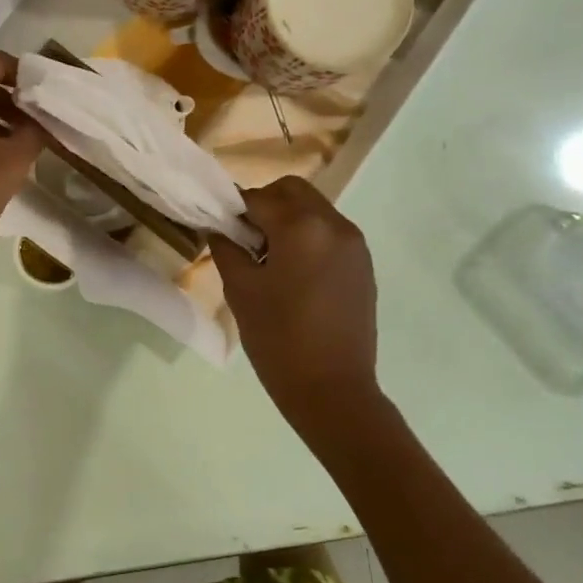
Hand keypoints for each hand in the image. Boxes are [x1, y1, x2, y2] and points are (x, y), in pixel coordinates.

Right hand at [211, 176, 381, 424]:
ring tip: (269, 258)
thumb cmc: (279, 340)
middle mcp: (334, 224)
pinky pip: (330, 232)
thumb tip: (219, 226)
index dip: (233, 208)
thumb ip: (226, 247)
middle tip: (244, 238)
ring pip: (314, 208)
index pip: (258, 197)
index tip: (218, 224)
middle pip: (292, 190)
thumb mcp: (241, 291)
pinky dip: (308, 236)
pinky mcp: (364, 264)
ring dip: (288, 219)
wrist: (333, 391)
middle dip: (265, 203)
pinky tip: (294, 272)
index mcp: (301, 226)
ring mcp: (354, 244)